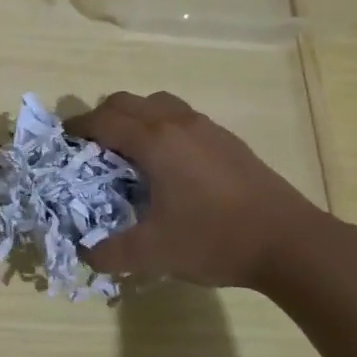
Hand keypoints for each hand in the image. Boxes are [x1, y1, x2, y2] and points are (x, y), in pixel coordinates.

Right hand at [65, 91, 324, 287]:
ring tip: (128, 149)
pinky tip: (168, 163)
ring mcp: (207, 129)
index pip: (104, 120)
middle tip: (91, 146)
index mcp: (155, 142)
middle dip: (102, 117)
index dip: (78, 127)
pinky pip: (182, 117)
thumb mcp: (154, 253)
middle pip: (128, 102)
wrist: (293, 244)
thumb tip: (86, 253)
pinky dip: (162, 126)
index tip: (63, 140)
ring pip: (158, 103)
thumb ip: (111, 252)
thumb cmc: (216, 240)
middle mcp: (178, 124)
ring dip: (135, 117)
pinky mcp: (229, 141)